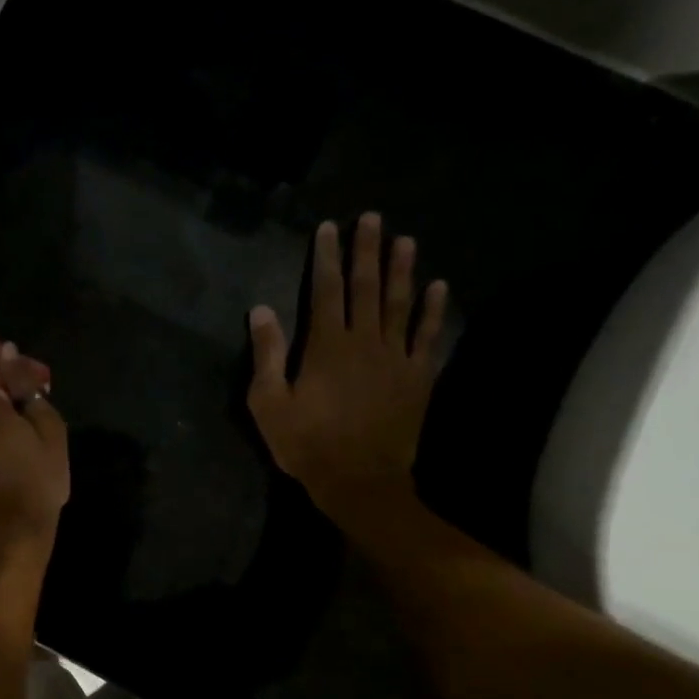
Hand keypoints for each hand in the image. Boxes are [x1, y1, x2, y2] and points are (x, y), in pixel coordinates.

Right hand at [247, 212, 449, 535]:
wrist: (360, 480)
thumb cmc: (306, 444)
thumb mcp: (269, 403)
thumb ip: (266, 354)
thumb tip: (260, 309)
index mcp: (326, 346)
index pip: (326, 290)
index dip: (326, 257)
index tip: (328, 228)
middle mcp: (364, 342)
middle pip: (366, 287)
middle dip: (367, 251)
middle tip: (371, 218)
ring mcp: (396, 358)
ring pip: (399, 304)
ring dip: (401, 270)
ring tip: (404, 240)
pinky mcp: (418, 377)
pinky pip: (427, 336)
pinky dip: (433, 310)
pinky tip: (437, 287)